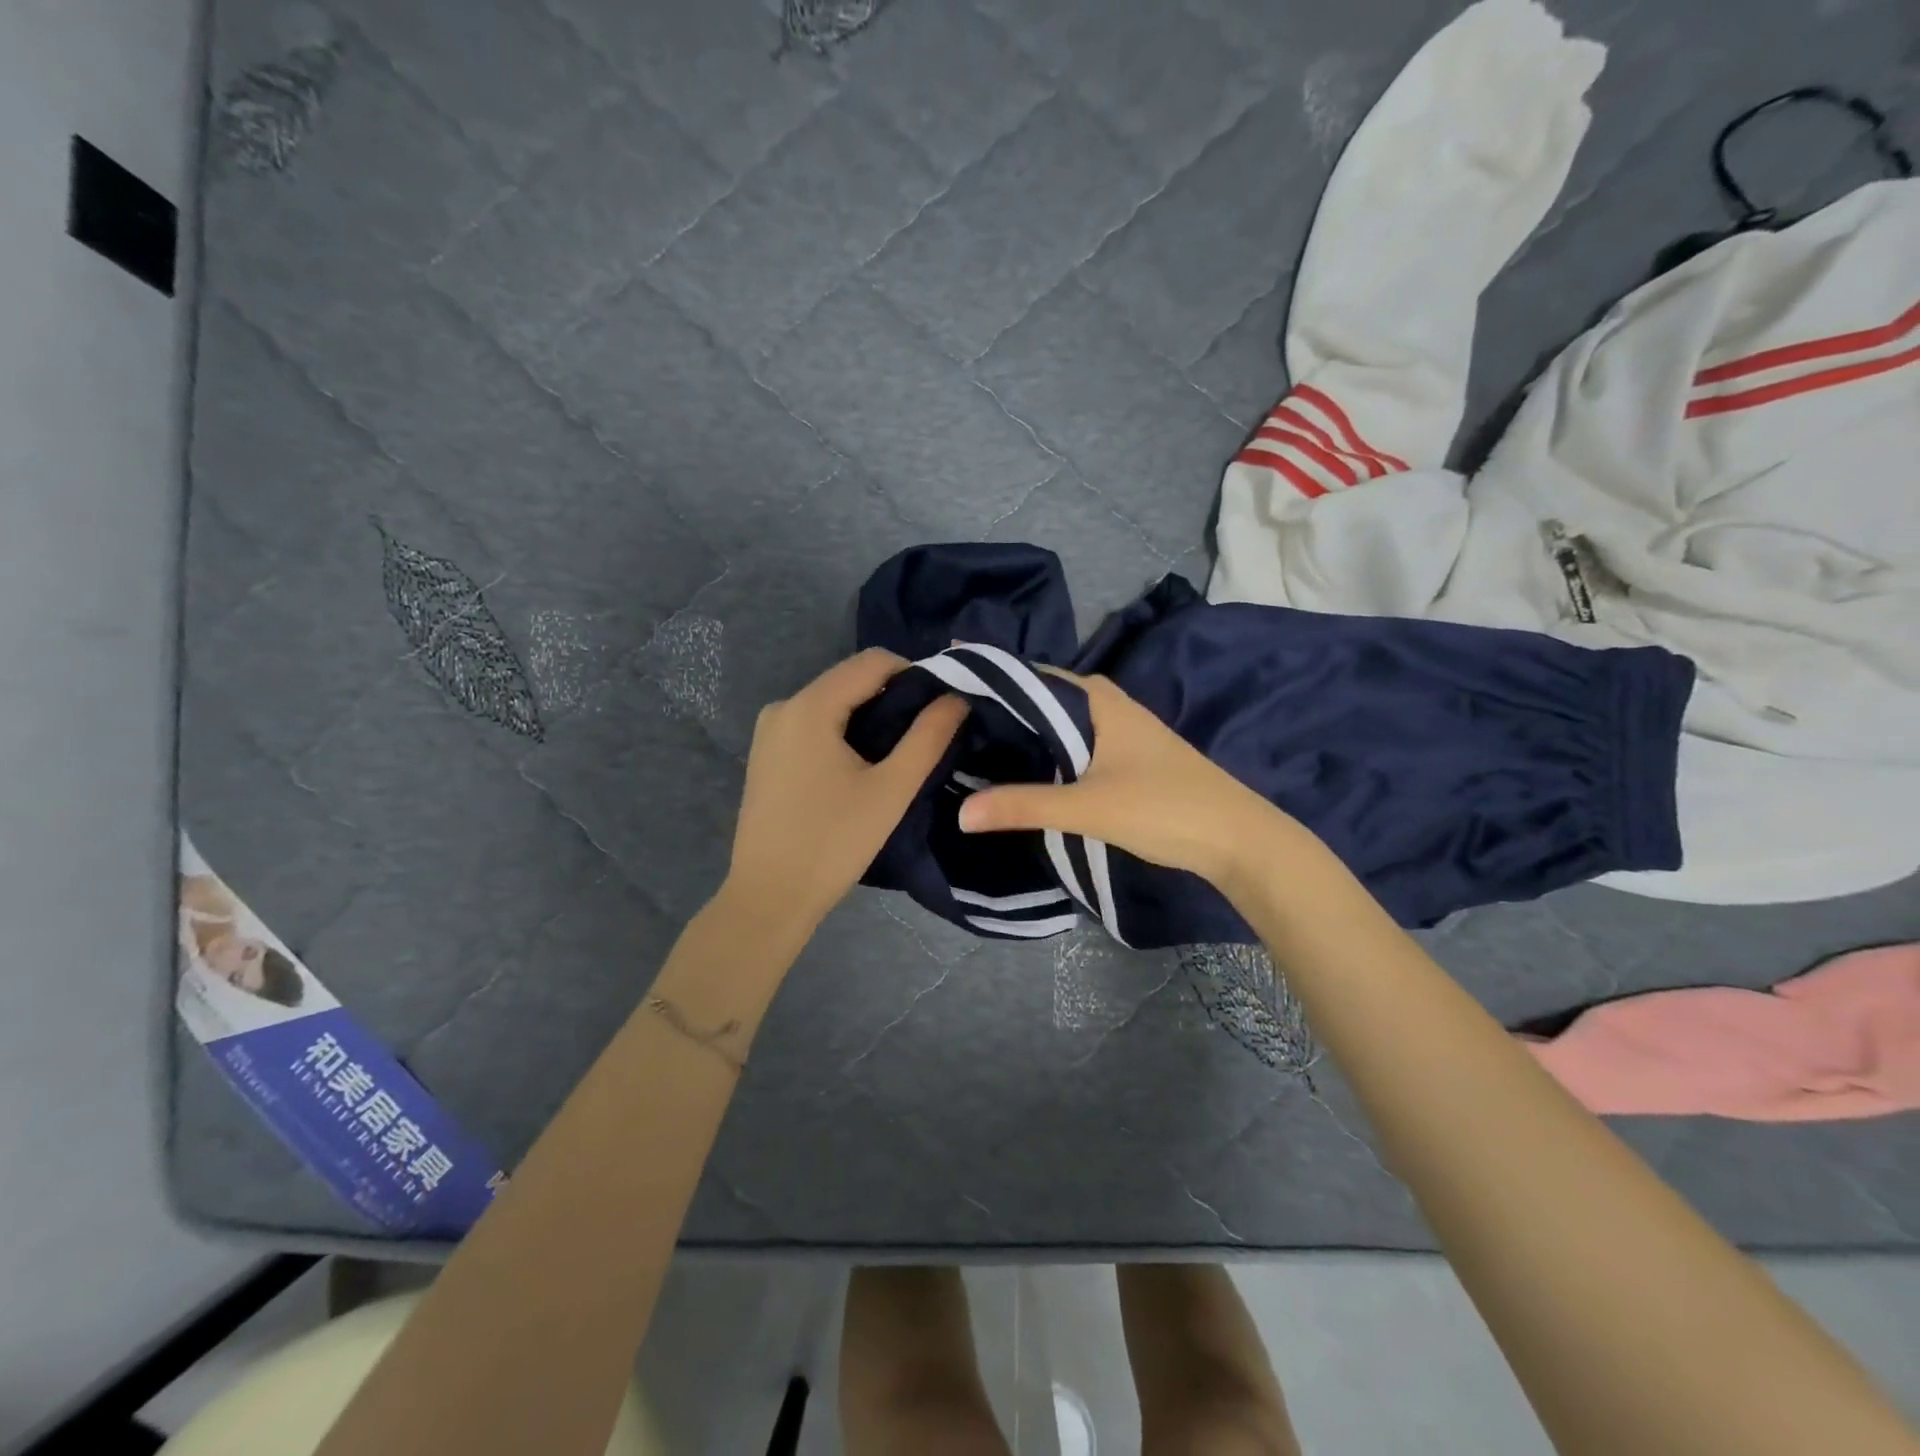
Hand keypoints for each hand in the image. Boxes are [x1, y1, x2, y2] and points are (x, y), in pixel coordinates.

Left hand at [723, 649, 966, 941]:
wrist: (769, 898)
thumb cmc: (833, 843)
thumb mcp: (891, 790)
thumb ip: (928, 737)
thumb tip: (956, 698)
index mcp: (809, 706)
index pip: (873, 661)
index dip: (915, 674)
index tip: (943, 706)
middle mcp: (783, 707)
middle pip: (851, 680)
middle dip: (894, 697)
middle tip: (928, 732)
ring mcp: (770, 731)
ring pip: (834, 704)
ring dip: (871, 717)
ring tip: (900, 753)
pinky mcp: (767, 755)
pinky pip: (815, 726)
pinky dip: (845, 734)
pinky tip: (863, 767)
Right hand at [957, 670, 1288, 892]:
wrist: (1237, 837)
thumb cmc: (1162, 807)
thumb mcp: (1086, 807)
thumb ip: (1023, 806)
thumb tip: (960, 814)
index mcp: (1097, 699)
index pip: (1030, 673)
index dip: (989, 676)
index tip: (945, 682)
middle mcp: (1107, 704)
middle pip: (1043, 696)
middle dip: (1001, 704)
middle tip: (949, 718)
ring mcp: (1121, 730)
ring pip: (1059, 721)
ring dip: (1024, 730)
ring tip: (974, 742)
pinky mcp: (1127, 757)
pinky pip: (1073, 742)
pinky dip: (1046, 749)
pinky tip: (1024, 768)